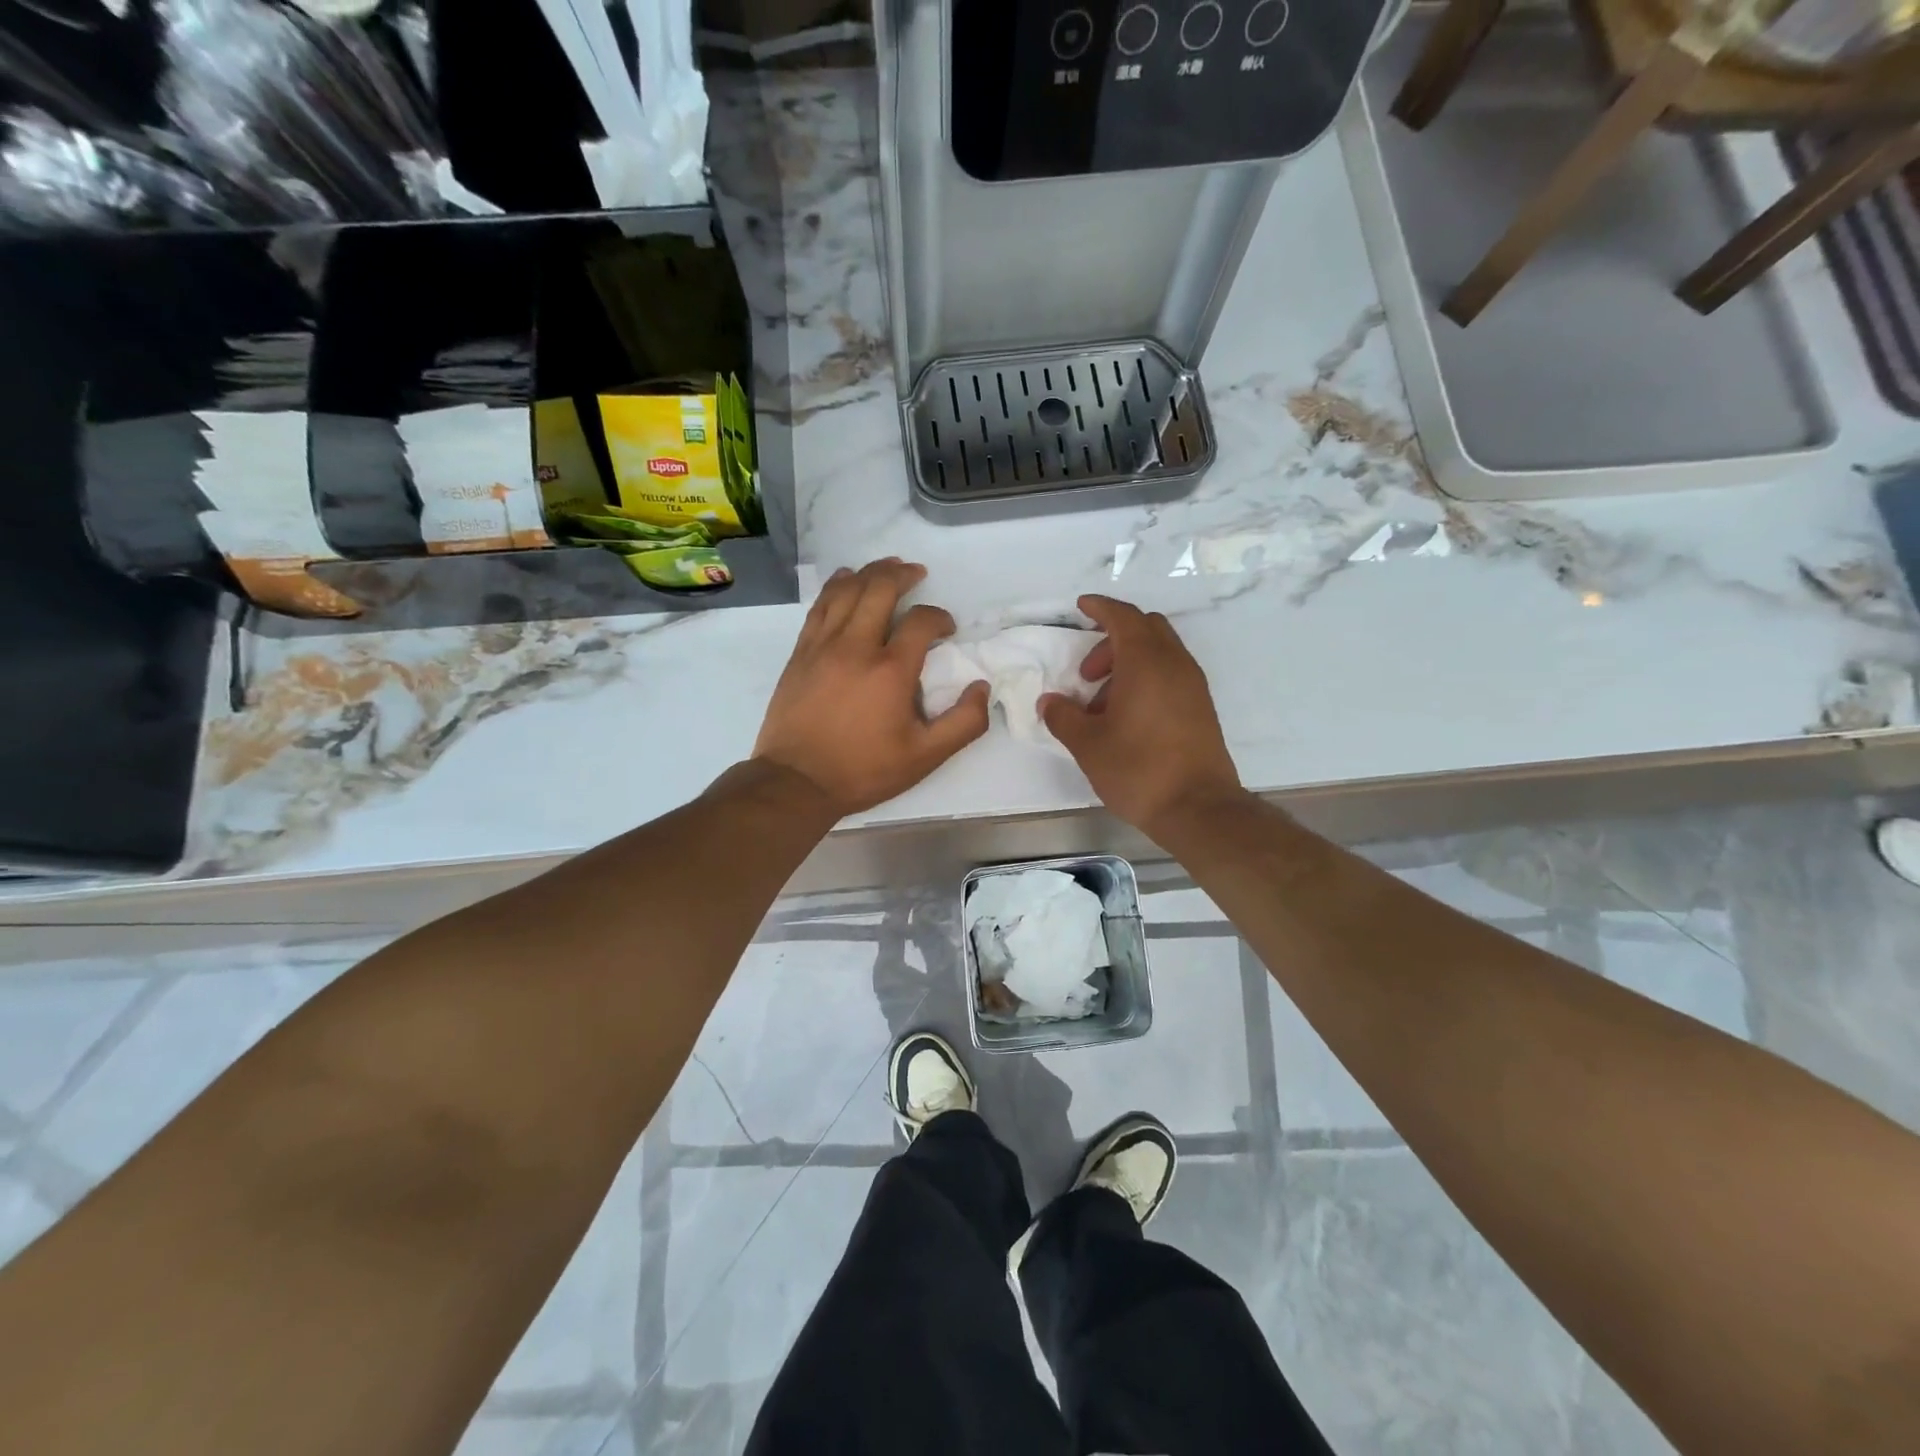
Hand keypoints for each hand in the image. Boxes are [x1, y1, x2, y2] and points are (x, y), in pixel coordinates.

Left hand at [753, 559, 989, 816]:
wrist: (796, 782)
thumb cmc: (864, 770)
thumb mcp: (925, 757)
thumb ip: (963, 723)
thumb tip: (982, 688)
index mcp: (891, 670)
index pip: (921, 621)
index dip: (939, 617)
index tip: (946, 628)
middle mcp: (856, 646)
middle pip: (880, 588)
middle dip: (903, 575)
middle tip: (917, 573)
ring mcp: (822, 645)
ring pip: (846, 590)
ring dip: (870, 572)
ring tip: (886, 567)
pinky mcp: (800, 653)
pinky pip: (820, 606)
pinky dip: (836, 587)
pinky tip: (845, 580)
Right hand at [1040, 595, 1242, 837]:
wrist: (1198, 808)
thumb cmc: (1138, 769)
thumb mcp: (1087, 744)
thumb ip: (1063, 716)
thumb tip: (1050, 702)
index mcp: (1146, 662)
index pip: (1123, 616)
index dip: (1100, 607)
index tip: (1081, 607)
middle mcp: (1175, 664)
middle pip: (1145, 629)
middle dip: (1112, 639)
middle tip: (1087, 673)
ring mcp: (1193, 685)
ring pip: (1159, 653)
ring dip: (1128, 663)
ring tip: (1102, 704)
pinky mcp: (1201, 707)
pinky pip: (1170, 675)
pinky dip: (1146, 679)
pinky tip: (1127, 717)